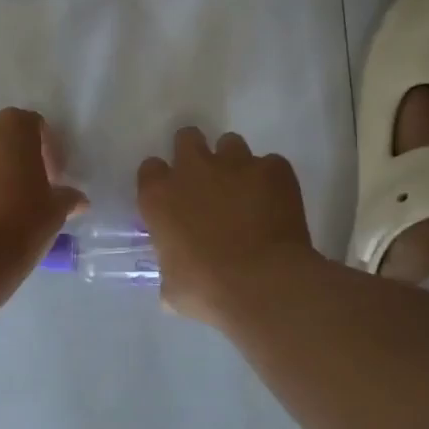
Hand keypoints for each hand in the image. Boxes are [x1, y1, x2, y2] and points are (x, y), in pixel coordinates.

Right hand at [138, 127, 315, 323]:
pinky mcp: (273, 169)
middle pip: (188, 138)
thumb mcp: (173, 288)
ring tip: (245, 191)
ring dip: (234, 164)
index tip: (172, 198)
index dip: (162, 181)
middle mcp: (193, 169)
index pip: (151, 169)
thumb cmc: (208, 290)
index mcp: (160, 196)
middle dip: (195, 153)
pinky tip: (277, 204)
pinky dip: (271, 180)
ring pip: (230, 144)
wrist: (264, 284)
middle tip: (207, 181)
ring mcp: (236, 163)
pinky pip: (271, 164)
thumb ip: (170, 270)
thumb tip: (175, 282)